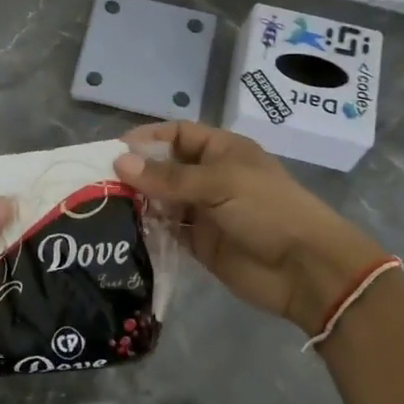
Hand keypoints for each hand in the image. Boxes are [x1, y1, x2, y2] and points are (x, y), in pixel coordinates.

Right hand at [114, 122, 388, 335]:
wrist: (305, 269)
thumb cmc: (267, 210)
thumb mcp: (219, 184)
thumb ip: (168, 177)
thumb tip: (120, 162)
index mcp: (222, 151)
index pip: (178, 134)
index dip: (149, 138)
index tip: (115, 150)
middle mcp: (210, 177)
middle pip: (165, 167)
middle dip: (136, 172)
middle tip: (98, 181)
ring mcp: (203, 211)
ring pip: (162, 200)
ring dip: (138, 202)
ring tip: (102, 206)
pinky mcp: (199, 243)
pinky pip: (167, 231)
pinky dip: (147, 229)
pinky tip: (121, 231)